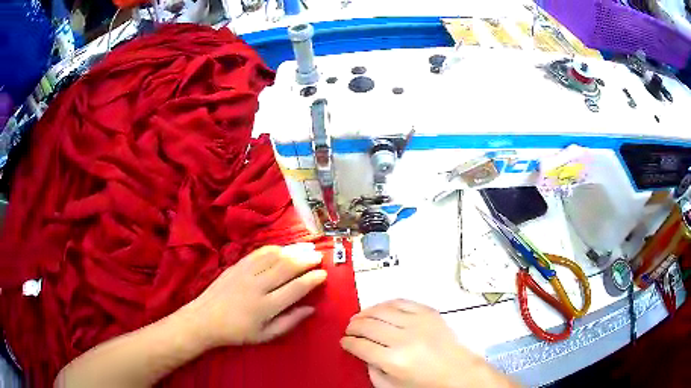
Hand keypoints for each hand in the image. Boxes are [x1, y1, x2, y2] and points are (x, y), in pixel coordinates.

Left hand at [182, 243, 325, 348]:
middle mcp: (257, 286)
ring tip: (307, 247)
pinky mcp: (236, 266)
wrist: (205, 319)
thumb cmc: (238, 332)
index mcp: (266, 307)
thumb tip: (311, 309)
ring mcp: (245, 273)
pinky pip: (258, 253)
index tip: (323, 274)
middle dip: (306, 260)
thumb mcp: (266, 335)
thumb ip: (289, 322)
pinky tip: (284, 248)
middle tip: (319, 256)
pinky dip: (274, 248)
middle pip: (287, 268)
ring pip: (274, 257)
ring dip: (293, 250)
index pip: (296, 289)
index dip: (312, 280)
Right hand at [341, 300, 515, 387]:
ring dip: (366, 312)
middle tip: (349, 329)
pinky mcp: (429, 312)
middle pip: (368, 325)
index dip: (348, 342)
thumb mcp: (392, 386)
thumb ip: (372, 370)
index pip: (360, 345)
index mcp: (393, 360)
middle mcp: (404, 338)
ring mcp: (418, 322)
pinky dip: (387, 303)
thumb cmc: (426, 384)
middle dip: (353, 326)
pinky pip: (402, 301)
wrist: (459, 372)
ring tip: (360, 317)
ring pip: (382, 310)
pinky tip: (380, 309)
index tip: (344, 341)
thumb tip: (362, 352)